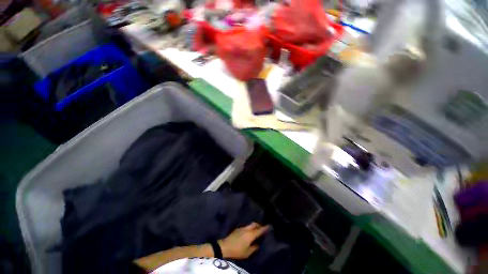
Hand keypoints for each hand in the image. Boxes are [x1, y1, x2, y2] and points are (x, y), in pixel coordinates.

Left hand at [218, 222, 268, 259]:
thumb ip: (254, 248)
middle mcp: (247, 229)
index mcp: (251, 235)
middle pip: (255, 224)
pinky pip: (246, 226)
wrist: (225, 246)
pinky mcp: (238, 228)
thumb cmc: (237, 251)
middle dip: (259, 225)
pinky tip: (249, 232)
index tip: (269, 226)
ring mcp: (242, 228)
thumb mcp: (247, 252)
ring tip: (257, 229)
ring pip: (250, 224)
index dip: (265, 228)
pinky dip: (250, 227)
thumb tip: (258, 244)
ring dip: (254, 226)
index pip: (260, 230)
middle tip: (263, 227)